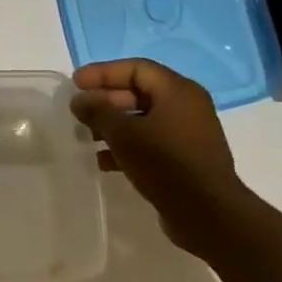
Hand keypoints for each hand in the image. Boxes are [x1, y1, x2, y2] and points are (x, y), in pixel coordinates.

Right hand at [71, 59, 259, 256]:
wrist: (206, 212)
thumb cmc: (165, 163)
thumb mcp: (123, 133)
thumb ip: (98, 111)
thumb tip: (80, 100)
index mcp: (178, 92)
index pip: (136, 69)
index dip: (103, 73)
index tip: (75, 83)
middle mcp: (186, 107)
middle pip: (139, 93)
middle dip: (105, 101)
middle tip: (77, 112)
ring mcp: (186, 134)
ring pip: (142, 120)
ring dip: (112, 126)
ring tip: (85, 137)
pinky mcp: (183, 158)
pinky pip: (149, 142)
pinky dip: (125, 146)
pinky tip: (102, 161)